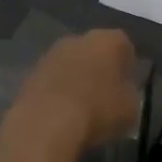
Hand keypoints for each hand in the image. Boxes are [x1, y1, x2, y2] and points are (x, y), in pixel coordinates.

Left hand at [10, 30, 141, 150]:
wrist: (46, 123)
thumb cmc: (97, 110)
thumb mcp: (131, 109)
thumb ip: (130, 95)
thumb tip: (123, 93)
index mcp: (108, 40)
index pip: (124, 45)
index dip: (128, 65)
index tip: (128, 85)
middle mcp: (79, 38)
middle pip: (94, 50)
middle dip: (100, 68)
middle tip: (105, 95)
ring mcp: (51, 54)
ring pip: (71, 64)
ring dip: (76, 79)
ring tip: (82, 107)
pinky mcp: (30, 73)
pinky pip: (52, 80)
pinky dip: (57, 92)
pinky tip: (61, 114)